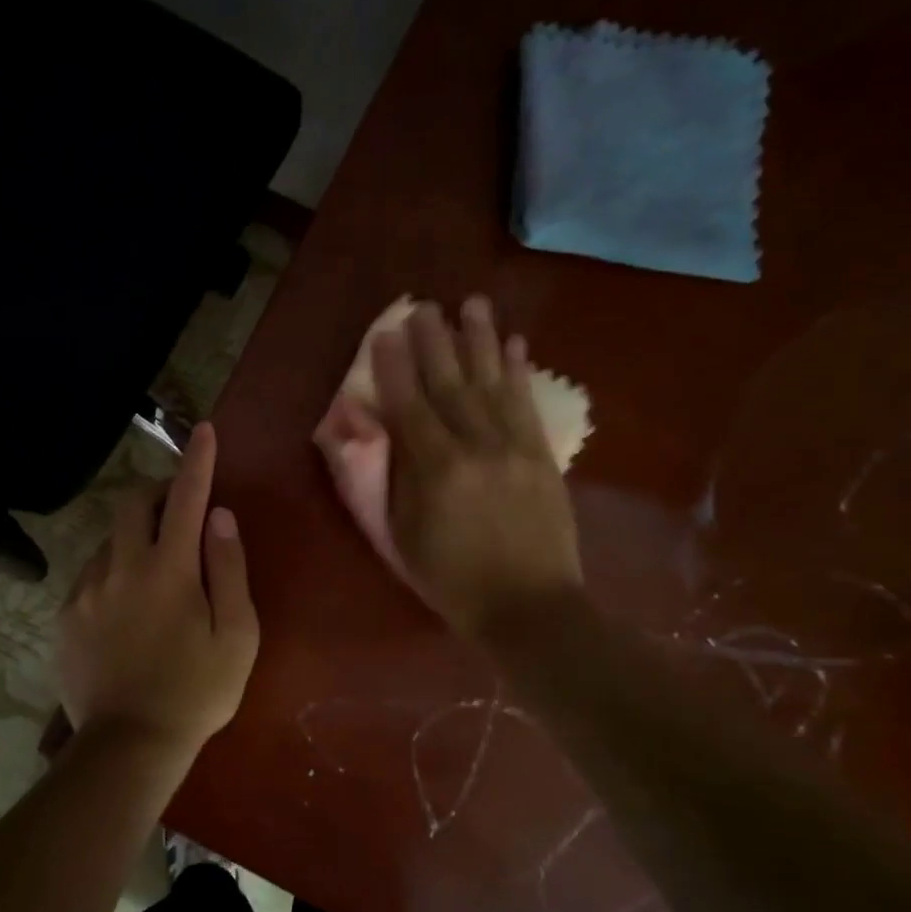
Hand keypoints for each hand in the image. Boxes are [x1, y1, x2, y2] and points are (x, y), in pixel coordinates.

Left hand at [58, 422, 259, 756]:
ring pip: (109, 539)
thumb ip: (229, 569)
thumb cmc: (196, 692)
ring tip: (154, 575)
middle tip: (178, 513)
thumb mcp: (237, 635)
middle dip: (157, 494)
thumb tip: (220, 517)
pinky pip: (90, 574)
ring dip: (134, 539)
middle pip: (132, 504)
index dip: (198, 461)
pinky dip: (112, 572)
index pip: (186, 498)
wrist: (128, 745)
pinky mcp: (65, 615)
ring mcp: (87, 590)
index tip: (204, 432)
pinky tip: (124, 608)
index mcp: (169, 570)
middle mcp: (121, 567)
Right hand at [370, 296, 583, 641]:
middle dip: (434, 341)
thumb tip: (369, 433)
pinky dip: (519, 372)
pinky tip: (515, 343)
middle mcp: (474, 447)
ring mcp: (513, 448)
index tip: (385, 333)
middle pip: (450, 384)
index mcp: (434, 470)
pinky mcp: (541, 456)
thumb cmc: (450, 579)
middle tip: (423, 305)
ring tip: (471, 303)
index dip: (394, 367)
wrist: (529, 608)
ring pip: (492, 383)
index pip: (409, 405)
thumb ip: (384, 481)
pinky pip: (526, 404)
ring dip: (480, 340)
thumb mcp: (400, 537)